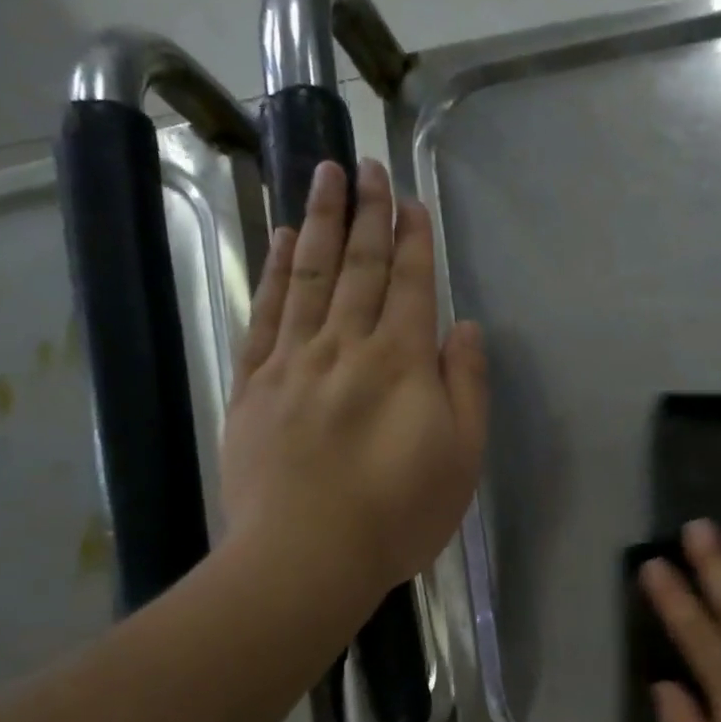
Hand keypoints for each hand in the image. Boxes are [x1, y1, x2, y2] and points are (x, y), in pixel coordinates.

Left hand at [221, 159, 487, 599]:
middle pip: (358, 266)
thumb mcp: (462, 457)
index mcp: (402, 362)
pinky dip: (272, 271)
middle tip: (366, 165)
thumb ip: (466, 386)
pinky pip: (265, 313)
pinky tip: (276, 240)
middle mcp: (346, 346)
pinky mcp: (253, 384)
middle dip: (366, 213)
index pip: (410, 285)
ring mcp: (293, 361)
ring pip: (307, 275)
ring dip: (317, 222)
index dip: (413, 240)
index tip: (410, 200)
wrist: (306, 556)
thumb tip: (463, 328)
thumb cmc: (400, 514)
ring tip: (322, 175)